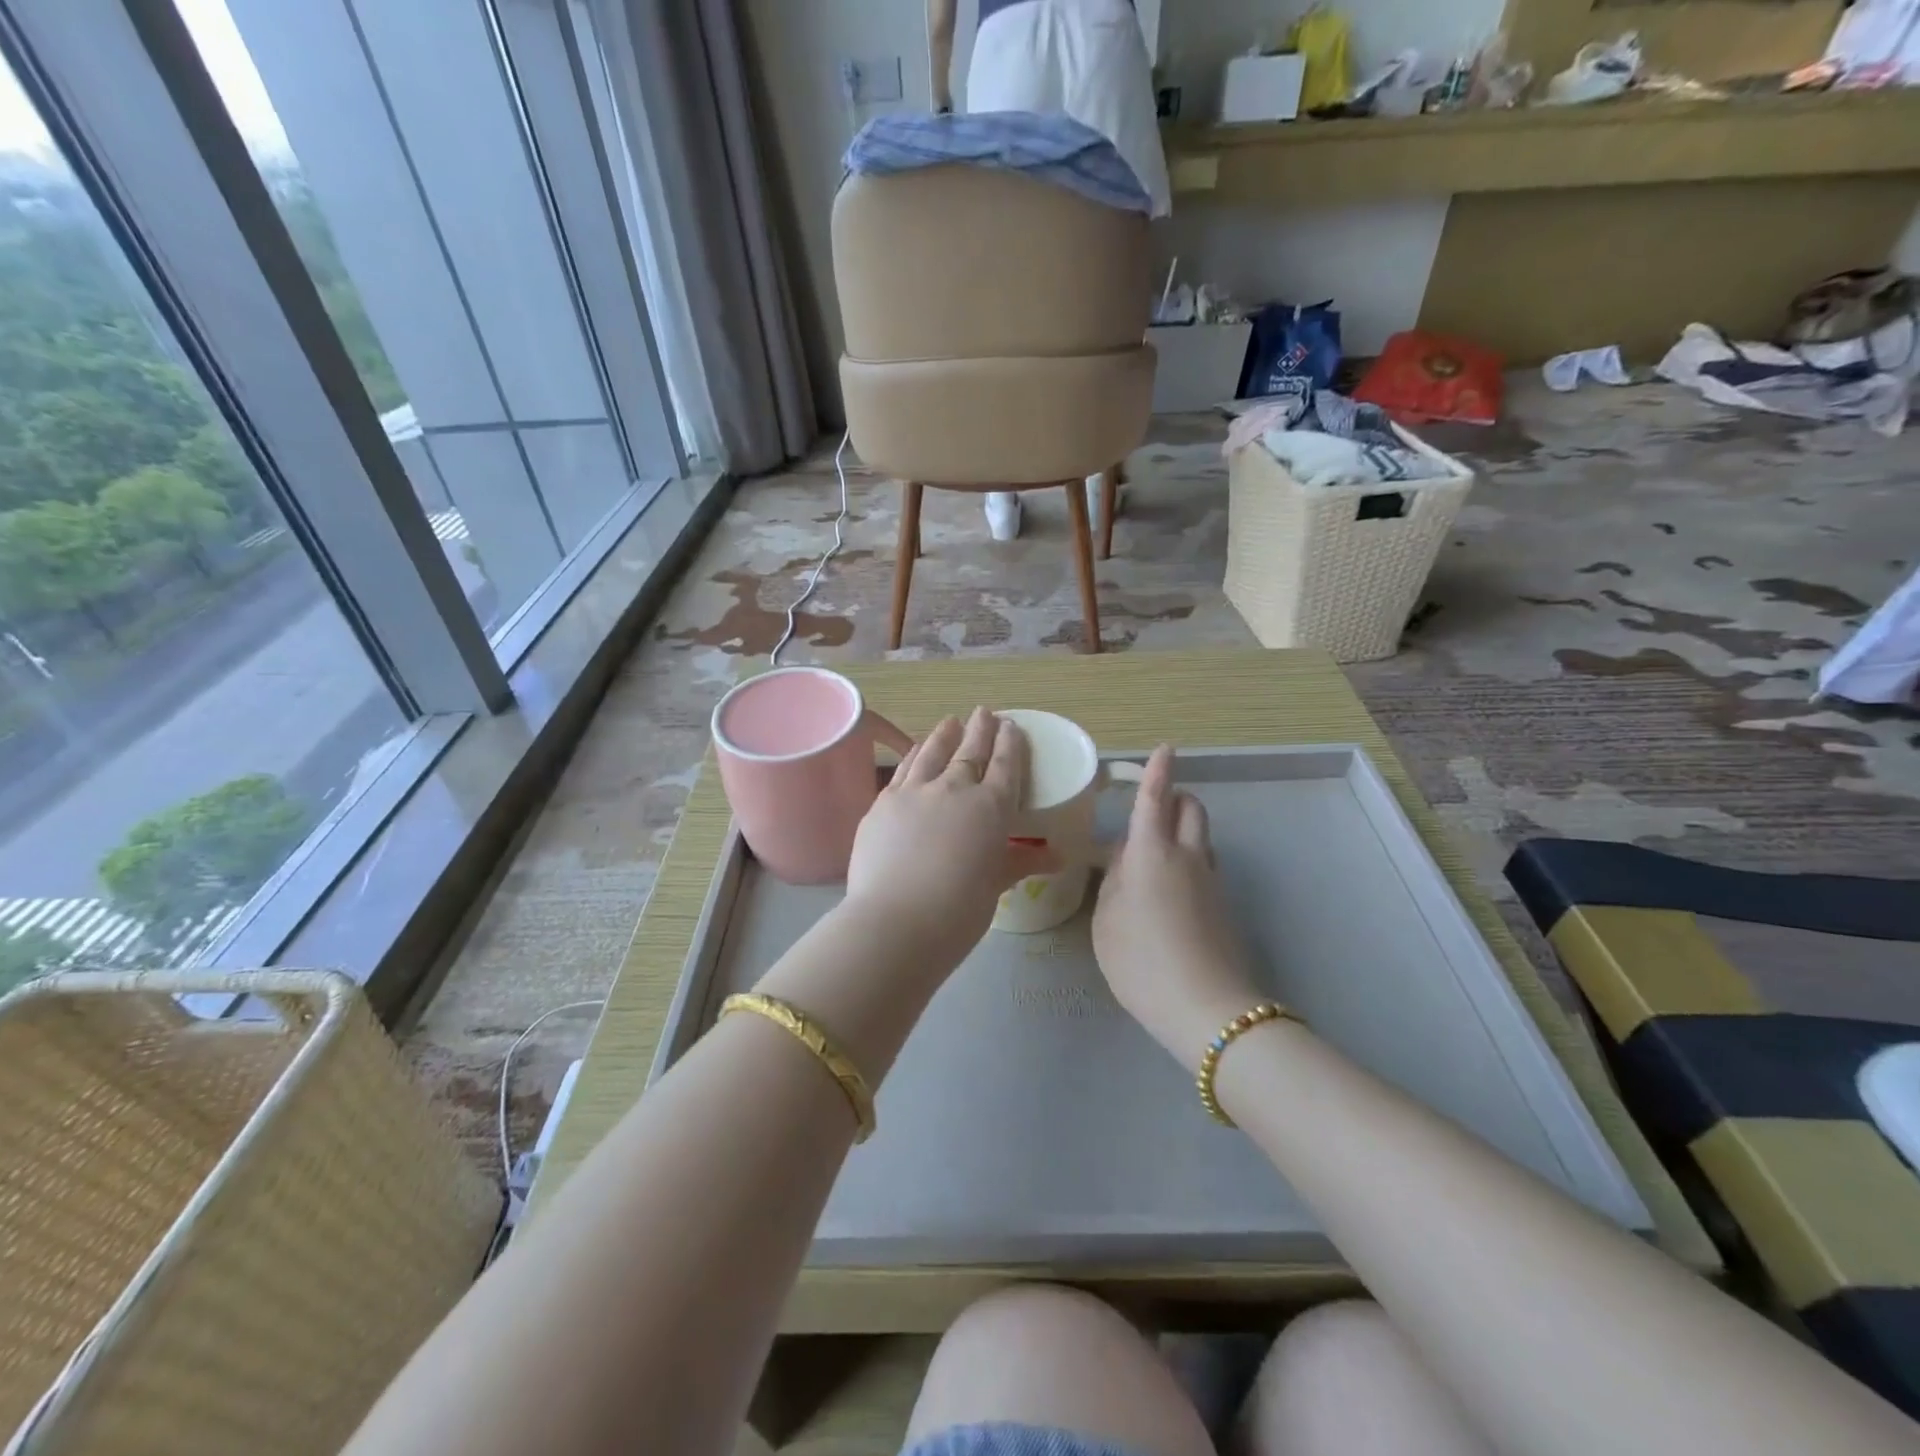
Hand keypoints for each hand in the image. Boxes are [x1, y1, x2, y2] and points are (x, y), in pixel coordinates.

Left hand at [844, 708, 1055, 966]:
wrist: (896, 921)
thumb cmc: (959, 911)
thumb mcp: (995, 885)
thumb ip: (1020, 862)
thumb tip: (1057, 856)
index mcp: (990, 807)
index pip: (1004, 765)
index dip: (1009, 743)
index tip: (1011, 725)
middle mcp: (953, 789)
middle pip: (969, 750)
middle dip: (980, 729)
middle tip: (984, 712)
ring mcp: (914, 792)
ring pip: (932, 752)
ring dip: (944, 734)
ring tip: (950, 722)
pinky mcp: (883, 803)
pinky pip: (903, 769)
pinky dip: (913, 755)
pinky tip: (915, 750)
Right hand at [1093, 746, 1261, 1061]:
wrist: (1207, 1009)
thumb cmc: (1141, 960)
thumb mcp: (1106, 920)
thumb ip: (1113, 882)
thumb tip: (1124, 862)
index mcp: (1152, 853)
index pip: (1156, 798)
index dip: (1158, 770)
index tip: (1165, 748)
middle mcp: (1187, 856)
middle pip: (1191, 808)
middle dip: (1175, 795)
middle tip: (1149, 805)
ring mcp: (1211, 881)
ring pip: (1200, 836)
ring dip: (1180, 828)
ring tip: (1150, 854)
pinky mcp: (1222, 905)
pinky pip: (1204, 864)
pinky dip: (1187, 858)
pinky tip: (1166, 889)